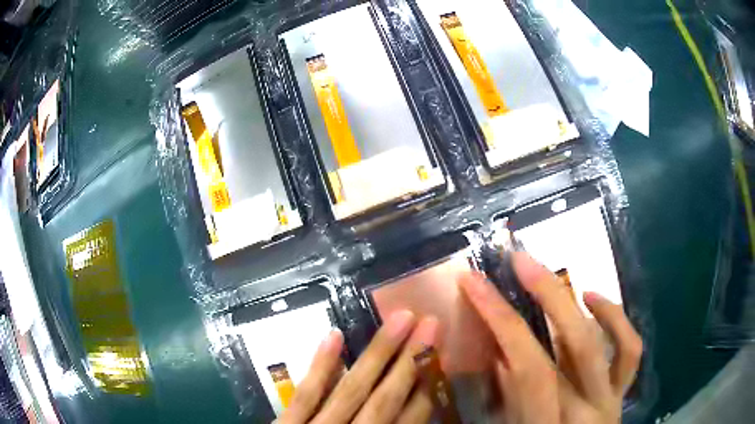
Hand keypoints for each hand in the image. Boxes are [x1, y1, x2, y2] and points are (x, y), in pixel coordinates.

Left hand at [279, 311, 438, 423]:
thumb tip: (414, 413)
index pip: (408, 420)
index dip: (427, 387)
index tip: (441, 355)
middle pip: (385, 399)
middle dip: (410, 362)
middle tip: (430, 323)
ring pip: (350, 390)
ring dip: (376, 356)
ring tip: (398, 320)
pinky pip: (305, 395)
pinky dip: (321, 366)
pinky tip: (334, 336)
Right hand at [459, 252, 642, 423]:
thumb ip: (505, 403)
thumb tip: (501, 357)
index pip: (528, 367)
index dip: (501, 321)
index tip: (475, 284)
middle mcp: (588, 409)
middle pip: (574, 343)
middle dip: (545, 294)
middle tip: (520, 260)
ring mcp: (611, 398)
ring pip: (604, 340)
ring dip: (575, 300)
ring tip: (550, 273)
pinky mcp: (622, 392)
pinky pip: (630, 349)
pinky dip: (617, 318)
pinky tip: (594, 298)